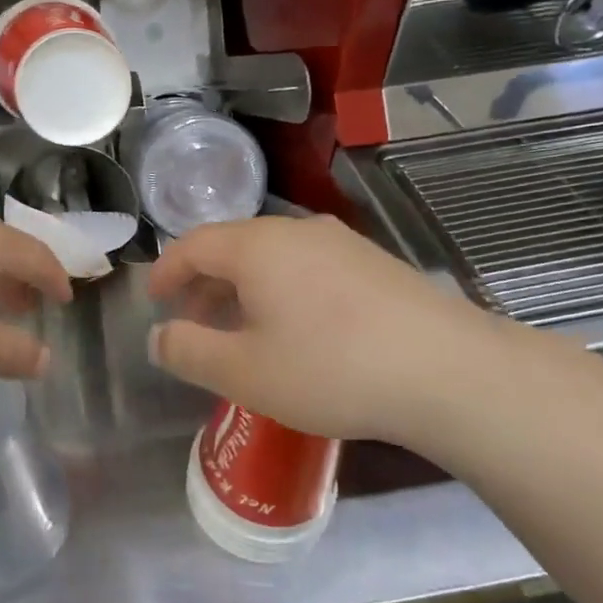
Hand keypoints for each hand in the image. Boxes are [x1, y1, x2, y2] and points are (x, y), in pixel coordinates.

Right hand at [146, 215, 534, 443]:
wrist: (449, 371)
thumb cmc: (331, 368)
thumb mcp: (244, 372)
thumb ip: (188, 351)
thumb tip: (158, 336)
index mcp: (255, 247)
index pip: (192, 245)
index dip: (166, 271)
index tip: (154, 299)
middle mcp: (295, 231)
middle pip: (232, 246)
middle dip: (204, 283)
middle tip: (195, 323)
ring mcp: (340, 242)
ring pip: (271, 256)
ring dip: (243, 288)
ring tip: (243, 330)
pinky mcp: (374, 263)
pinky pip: (307, 266)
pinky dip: (281, 289)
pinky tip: (297, 329)